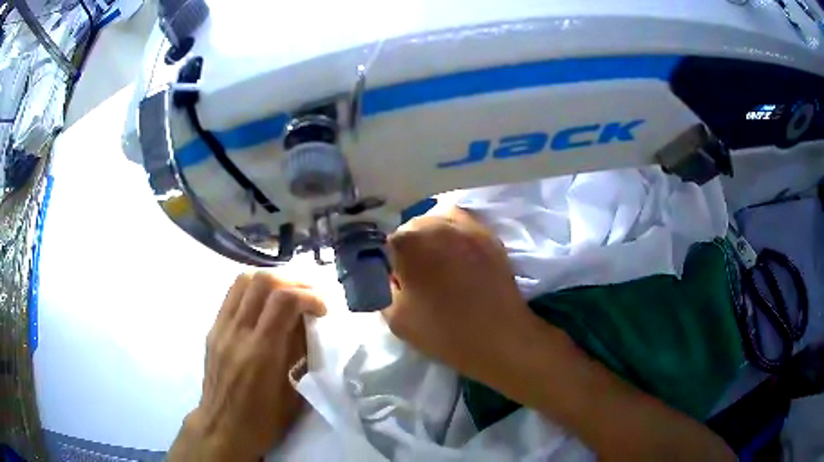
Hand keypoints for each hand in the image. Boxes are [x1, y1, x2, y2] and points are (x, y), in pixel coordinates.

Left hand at [168, 272, 325, 461]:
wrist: (222, 428)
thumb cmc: (263, 421)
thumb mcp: (292, 394)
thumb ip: (299, 354)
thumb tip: (308, 325)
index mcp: (261, 353)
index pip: (284, 300)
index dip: (309, 296)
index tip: (323, 309)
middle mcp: (237, 333)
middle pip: (263, 280)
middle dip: (293, 280)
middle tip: (309, 294)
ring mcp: (221, 328)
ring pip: (244, 280)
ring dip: (271, 279)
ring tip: (288, 292)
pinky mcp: (213, 329)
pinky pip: (233, 294)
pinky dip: (254, 289)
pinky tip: (265, 303)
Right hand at [383, 207, 540, 386]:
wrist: (498, 337)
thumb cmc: (443, 331)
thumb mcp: (395, 317)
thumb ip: (382, 288)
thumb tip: (390, 275)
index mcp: (408, 242)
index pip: (386, 243)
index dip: (388, 262)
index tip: (395, 280)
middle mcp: (435, 224)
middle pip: (411, 227)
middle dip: (409, 247)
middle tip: (417, 274)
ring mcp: (466, 226)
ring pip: (437, 221)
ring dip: (432, 237)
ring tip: (438, 261)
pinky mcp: (488, 234)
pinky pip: (463, 224)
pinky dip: (454, 233)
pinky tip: (457, 254)